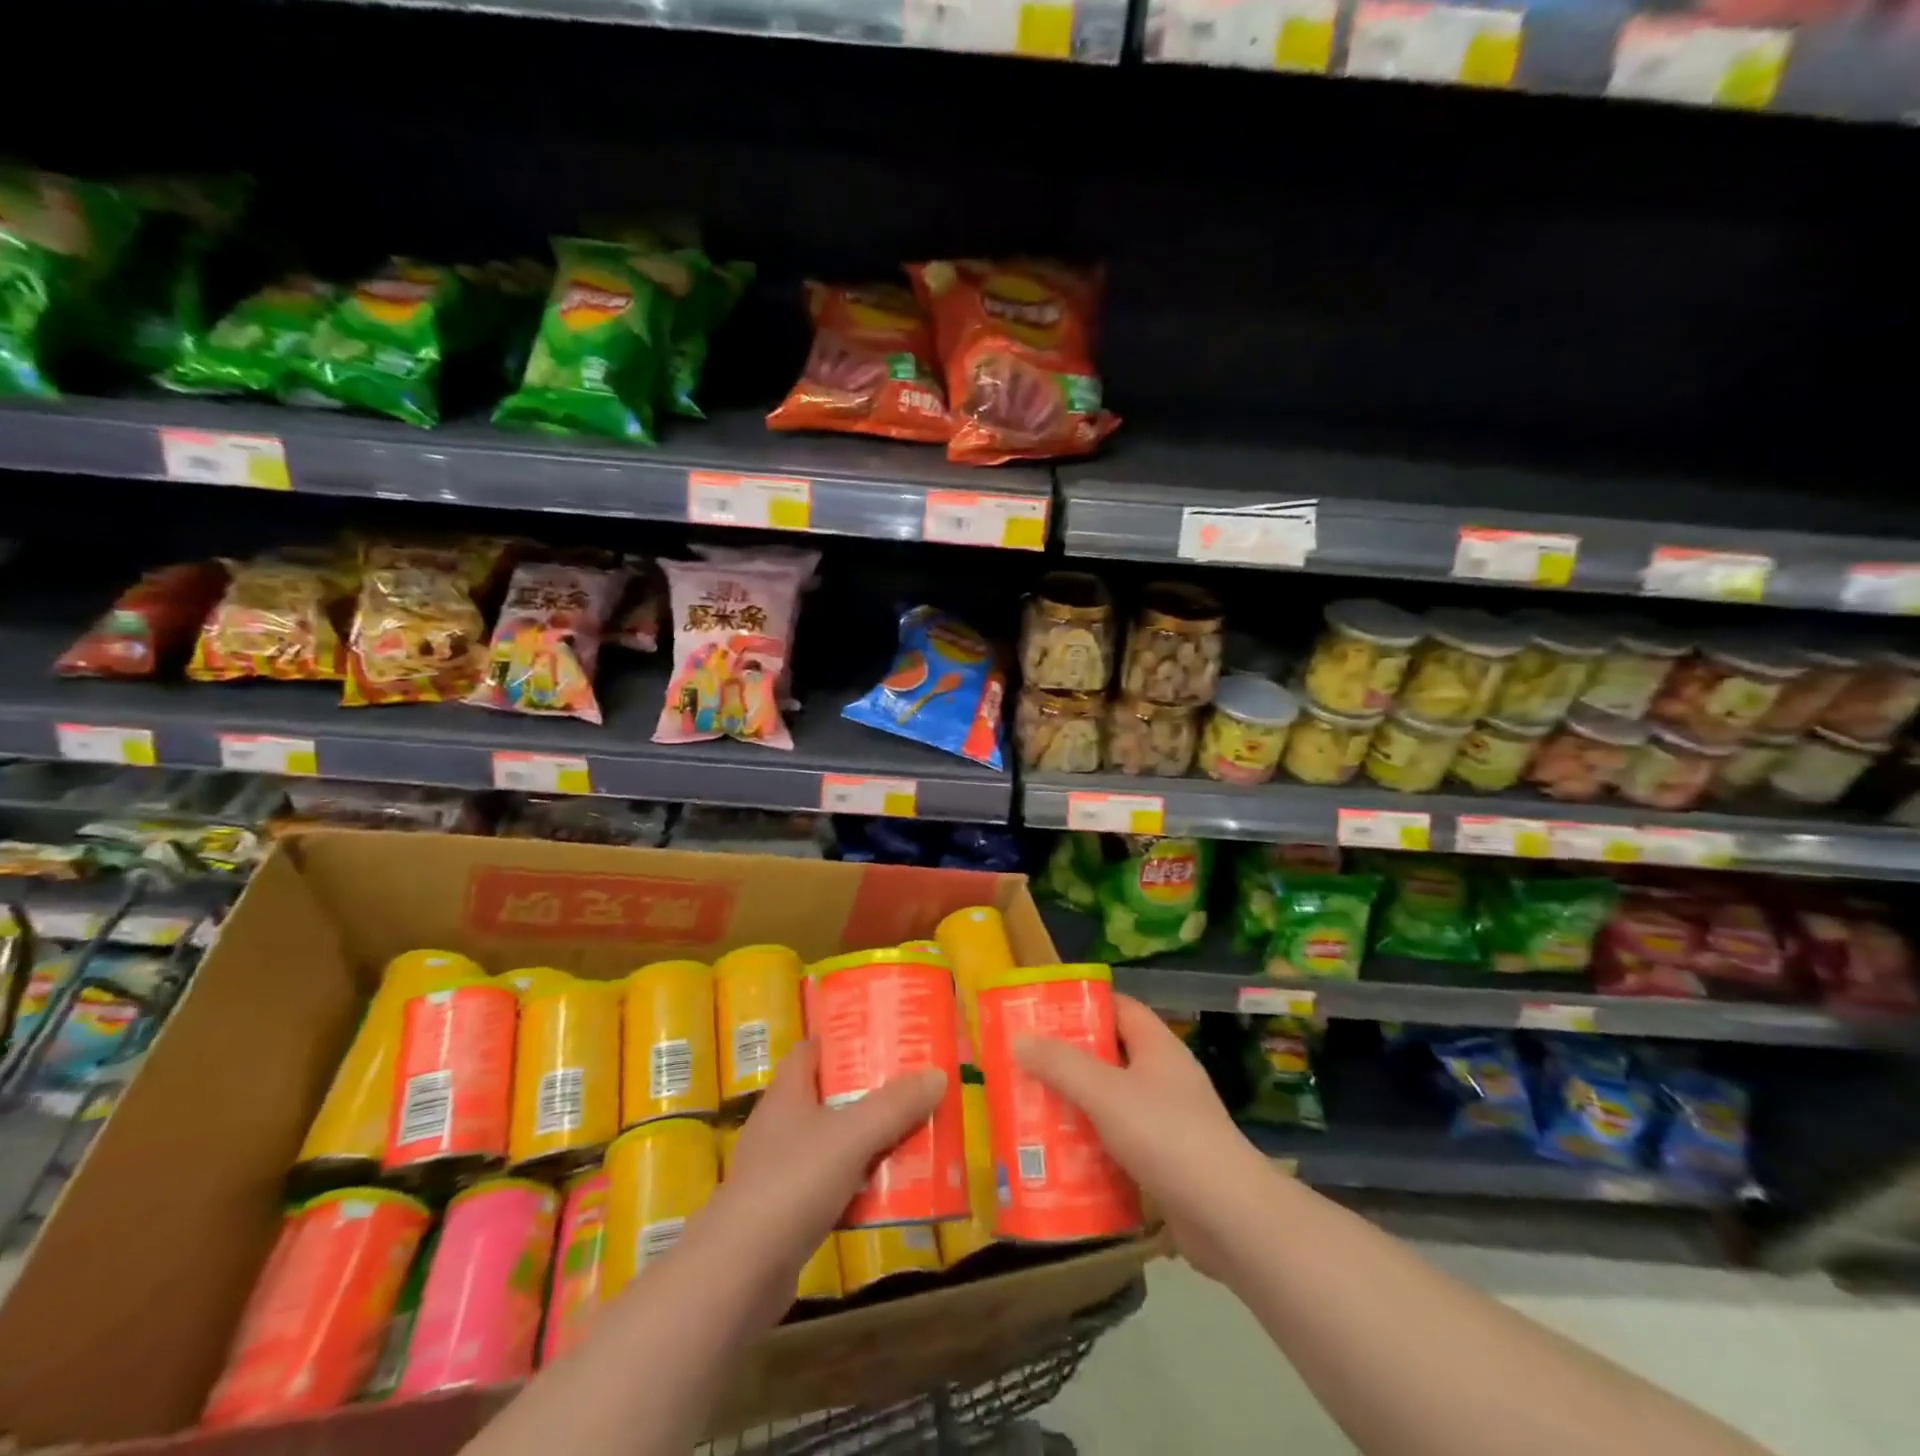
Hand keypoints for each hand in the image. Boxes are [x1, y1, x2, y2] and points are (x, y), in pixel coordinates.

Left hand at [693, 1040, 945, 1323]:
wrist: (738, 1275)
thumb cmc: (792, 1184)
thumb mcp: (852, 1136)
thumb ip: (895, 1105)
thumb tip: (936, 1074)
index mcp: (787, 1093)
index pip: (812, 1050)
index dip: (844, 1040)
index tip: (882, 1038)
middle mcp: (780, 1125)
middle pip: (829, 1096)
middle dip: (870, 1092)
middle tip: (913, 1088)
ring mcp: (780, 1171)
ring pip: (834, 1143)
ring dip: (869, 1141)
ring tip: (913, 1136)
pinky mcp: (786, 1214)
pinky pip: (831, 1186)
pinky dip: (858, 1186)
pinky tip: (888, 1194)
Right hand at [1013, 994, 1260, 1278]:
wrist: (1230, 1218)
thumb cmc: (1167, 1136)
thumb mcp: (1105, 1093)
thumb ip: (1061, 1065)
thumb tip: (1020, 1039)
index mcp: (1157, 1047)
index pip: (1119, 1008)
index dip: (1084, 1005)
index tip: (1044, 1013)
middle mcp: (1164, 1077)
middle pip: (1111, 1055)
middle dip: (1070, 1060)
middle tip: (1027, 1065)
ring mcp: (1169, 1121)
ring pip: (1113, 1102)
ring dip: (1078, 1106)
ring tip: (1034, 1110)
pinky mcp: (1167, 1162)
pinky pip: (1121, 1142)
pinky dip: (1093, 1146)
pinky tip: (1062, 1159)